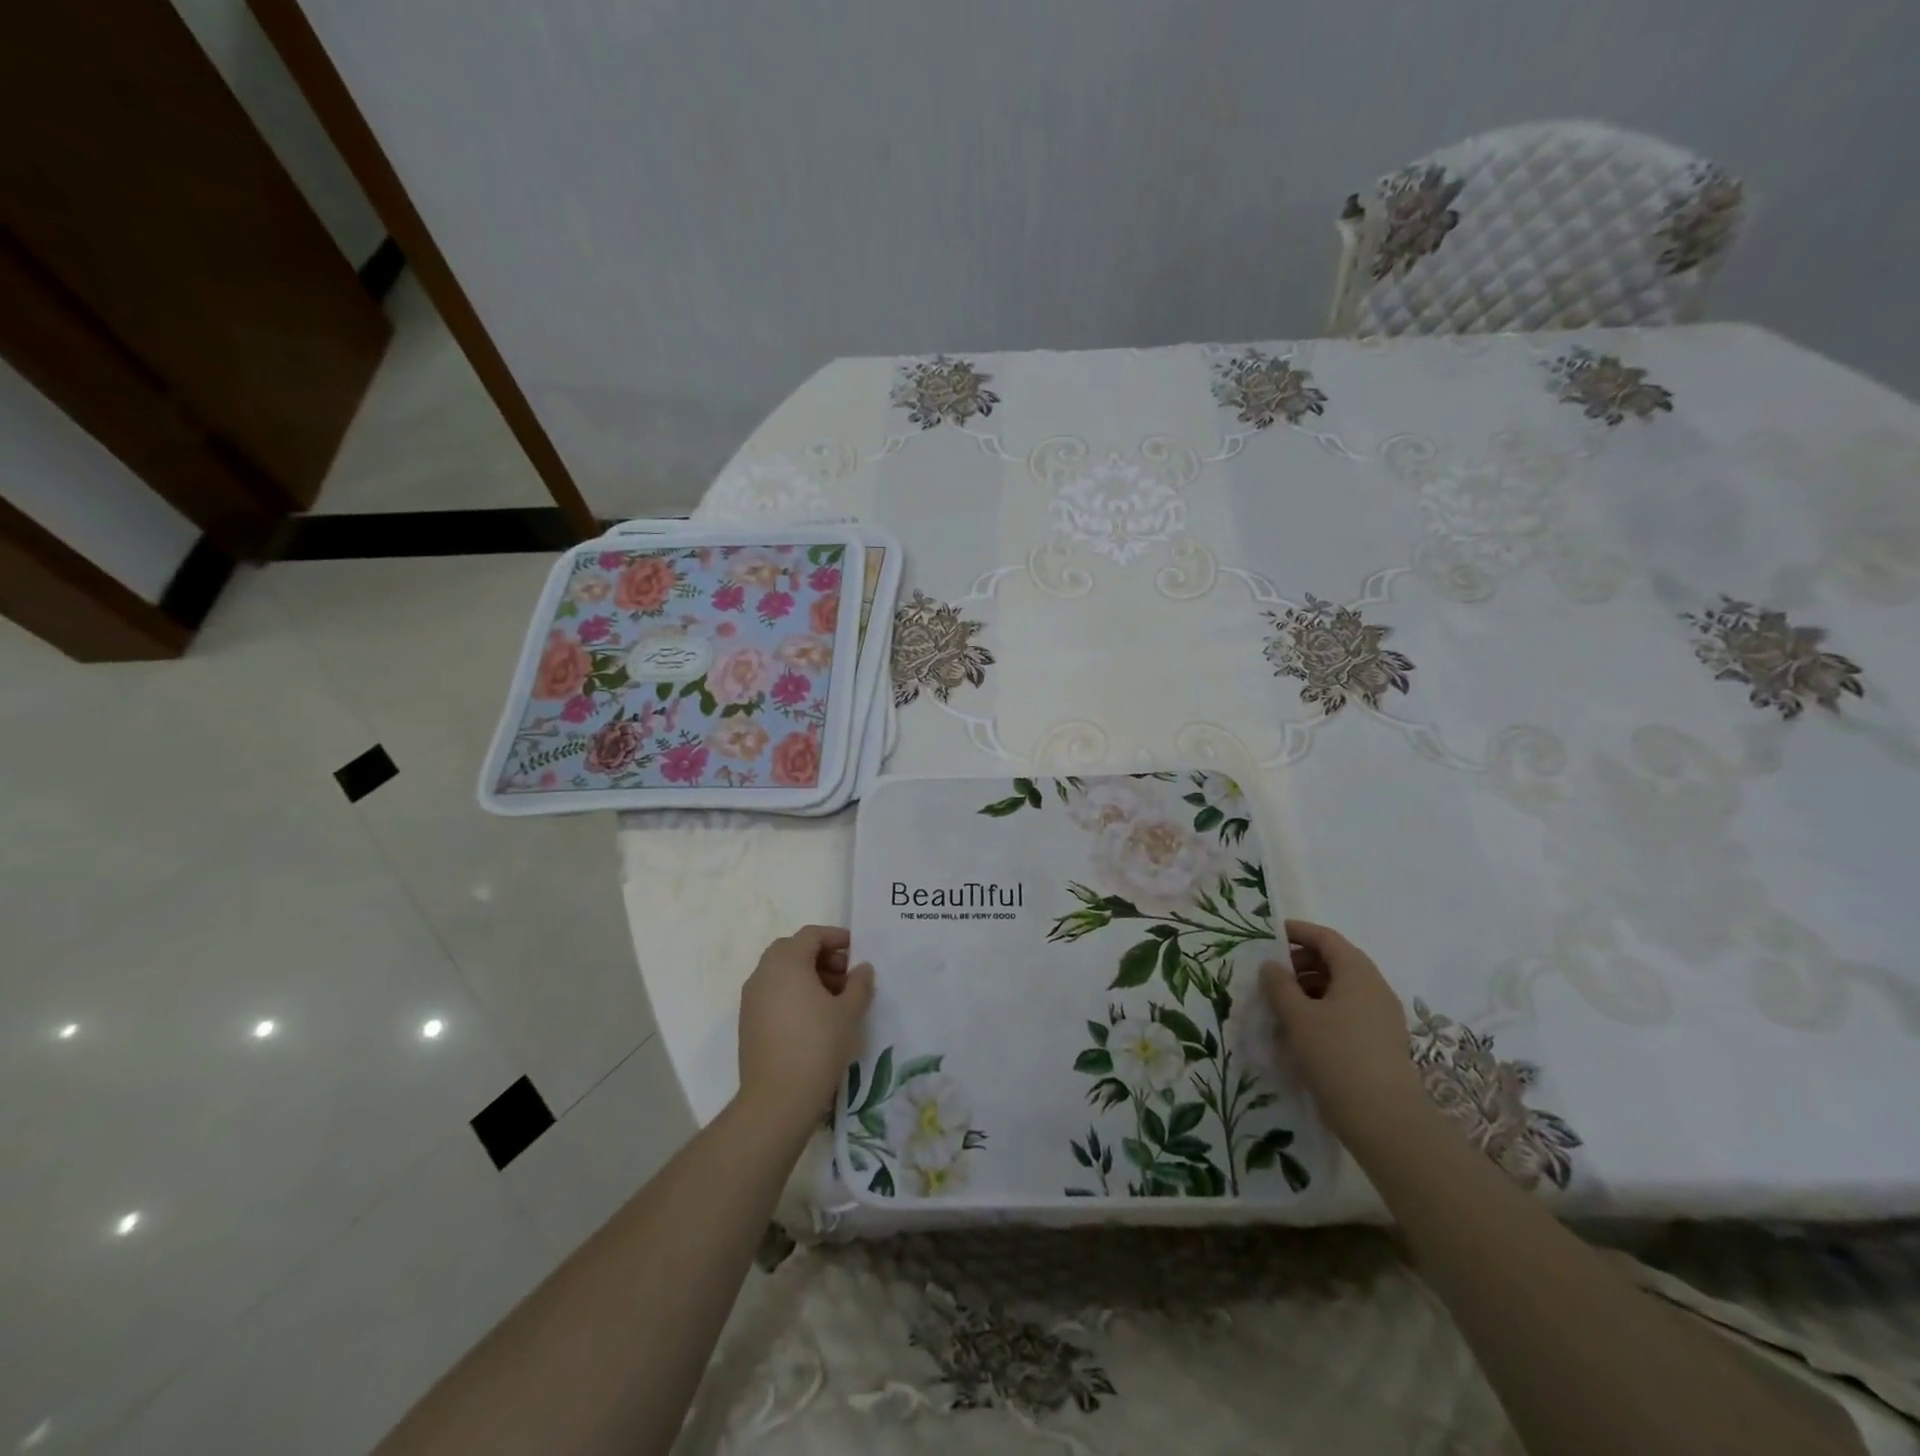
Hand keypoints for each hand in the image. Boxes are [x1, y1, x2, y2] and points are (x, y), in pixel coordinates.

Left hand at [736, 925, 873, 1135]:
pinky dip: (793, 994)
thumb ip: (859, 983)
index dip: (836, 938)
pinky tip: (815, 1018)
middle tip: (845, 976)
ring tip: (834, 1000)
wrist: (778, 1099)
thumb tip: (862, 969)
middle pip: (792, 950)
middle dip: (821, 957)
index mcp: (786, 962)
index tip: (857, 951)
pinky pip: (773, 994)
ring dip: (807, 976)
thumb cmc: (818, 1045)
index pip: (811, 935)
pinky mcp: (748, 1022)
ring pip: (781, 973)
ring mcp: (751, 999)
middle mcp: (763, 974)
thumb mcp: (849, 1012)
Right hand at [1261, 919, 1426, 1149]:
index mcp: (1357, 973)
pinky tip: (1302, 1030)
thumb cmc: (1337, 1056)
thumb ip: (1279, 985)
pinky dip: (1323, 1009)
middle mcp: (1374, 988)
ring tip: (1281, 1004)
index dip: (1297, 932)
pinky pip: (1348, 1011)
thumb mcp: (1298, 1017)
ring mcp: (1382, 1016)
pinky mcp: (1381, 1041)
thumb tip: (1271, 965)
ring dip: (1309, 988)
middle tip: (1270, 974)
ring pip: (1341, 988)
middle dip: (1301, 962)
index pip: (1326, 938)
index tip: (1269, 935)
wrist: (1385, 1121)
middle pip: (1335, 961)